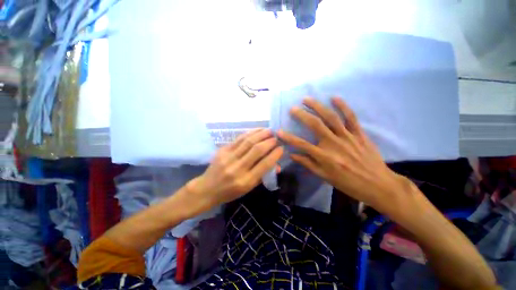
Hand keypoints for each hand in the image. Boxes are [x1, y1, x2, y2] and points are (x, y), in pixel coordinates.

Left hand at [188, 129, 282, 207]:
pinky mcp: (223, 150)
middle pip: (257, 150)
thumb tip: (277, 165)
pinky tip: (258, 130)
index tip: (281, 148)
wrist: (207, 189)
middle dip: (270, 141)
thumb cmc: (230, 192)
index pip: (265, 164)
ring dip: (261, 134)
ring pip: (248, 141)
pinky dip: (250, 133)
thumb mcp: (248, 188)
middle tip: (276, 137)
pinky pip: (239, 138)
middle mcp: (238, 168)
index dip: (275, 154)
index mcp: (246, 181)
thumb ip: (263, 175)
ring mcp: (228, 157)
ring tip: (269, 130)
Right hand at [278, 97, 408, 214]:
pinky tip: (334, 98)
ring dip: (318, 106)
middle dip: (302, 115)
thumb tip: (292, 155)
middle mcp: (334, 144)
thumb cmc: (348, 183)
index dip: (289, 138)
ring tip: (307, 99)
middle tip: (292, 108)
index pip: (301, 145)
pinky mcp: (359, 134)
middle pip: (315, 125)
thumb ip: (308, 164)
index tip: (279, 131)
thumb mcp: (325, 176)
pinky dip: (343, 106)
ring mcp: (347, 137)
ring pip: (331, 118)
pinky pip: (351, 117)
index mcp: (324, 157)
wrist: (377, 184)